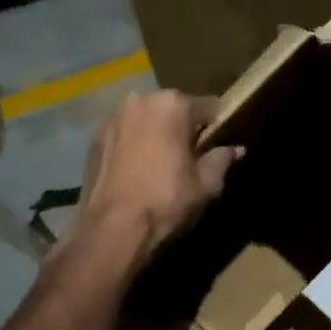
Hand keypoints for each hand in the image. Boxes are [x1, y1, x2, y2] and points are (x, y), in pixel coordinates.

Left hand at [73, 90, 241, 271]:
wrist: (112, 229)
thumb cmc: (167, 200)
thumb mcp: (207, 183)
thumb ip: (223, 158)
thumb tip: (237, 149)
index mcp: (173, 104)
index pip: (209, 107)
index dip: (217, 127)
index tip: (218, 146)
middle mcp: (140, 100)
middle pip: (174, 108)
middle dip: (183, 127)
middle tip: (190, 156)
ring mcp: (113, 117)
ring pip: (146, 119)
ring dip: (156, 133)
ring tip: (161, 164)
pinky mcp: (94, 137)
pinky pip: (125, 134)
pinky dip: (134, 144)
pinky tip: (137, 170)